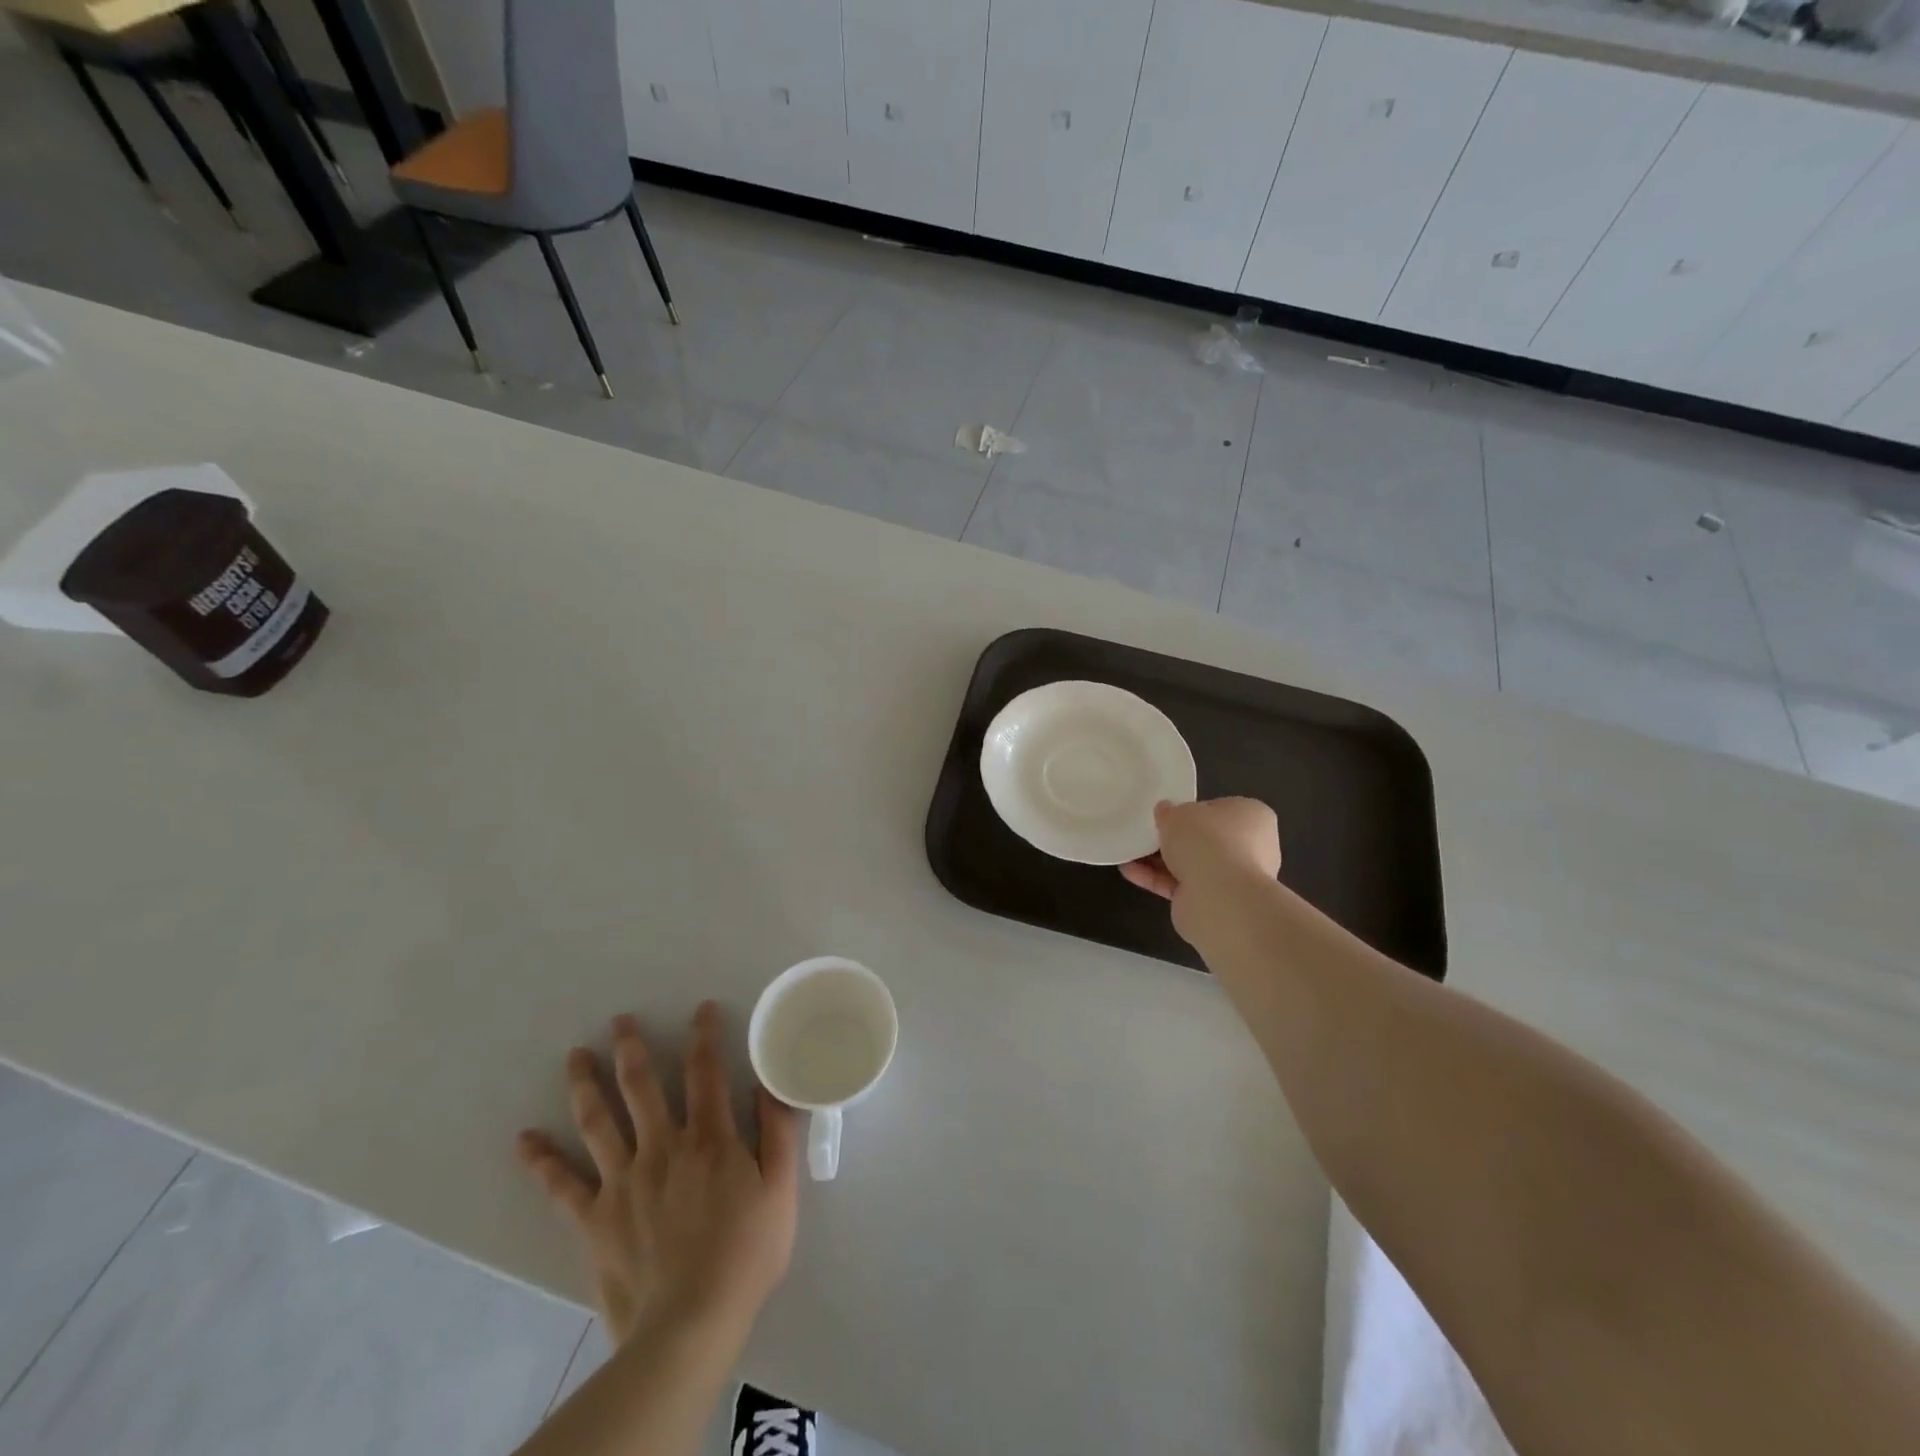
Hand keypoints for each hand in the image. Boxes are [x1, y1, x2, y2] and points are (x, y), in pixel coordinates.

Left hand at [516, 1003, 800, 1347]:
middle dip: (631, 1048)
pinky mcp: (595, 1219)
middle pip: (641, 1086)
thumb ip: (777, 1133)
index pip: (705, 1072)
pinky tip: (524, 1140)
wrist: (690, 1324)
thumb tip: (771, 1085)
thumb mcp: (780, 1190)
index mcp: (708, 1138)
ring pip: (599, 1121)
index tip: (701, 1011)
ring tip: (574, 1056)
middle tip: (619, 1020)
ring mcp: (623, 1181)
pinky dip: (542, 1161)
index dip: (703, 1036)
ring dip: (585, 1085)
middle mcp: (661, 1147)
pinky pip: (562, 1185)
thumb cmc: (745, 1254)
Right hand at [1121, 797, 1281, 941]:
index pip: (1220, 809)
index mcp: (1253, 817)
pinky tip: (1130, 872)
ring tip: (1128, 853)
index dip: (1193, 811)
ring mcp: (1233, 878)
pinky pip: (1181, 885)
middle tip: (1147, 833)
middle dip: (1175, 839)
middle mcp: (1251, 848)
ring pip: (1191, 864)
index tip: (1169, 813)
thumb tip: (1166, 812)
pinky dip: (1156, 879)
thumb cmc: (1207, 841)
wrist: (1219, 898)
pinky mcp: (1214, 903)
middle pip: (1205, 839)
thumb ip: (1169, 811)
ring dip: (1160, 860)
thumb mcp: (1178, 813)